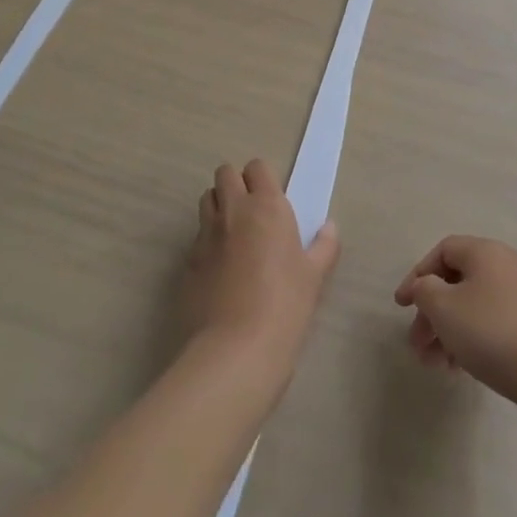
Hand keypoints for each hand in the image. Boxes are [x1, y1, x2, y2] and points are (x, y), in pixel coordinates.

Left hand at [184, 160, 338, 376]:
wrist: (235, 349)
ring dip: (218, 206)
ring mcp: (206, 236)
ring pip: (206, 200)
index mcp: (266, 206)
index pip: (257, 167)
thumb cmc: (285, 304)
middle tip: (250, 210)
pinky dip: (206, 242)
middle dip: (235, 184)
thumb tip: (329, 227)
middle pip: (225, 174)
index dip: (262, 178)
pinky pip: (196, 238)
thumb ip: (324, 246)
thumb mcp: (315, 275)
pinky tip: (219, 269)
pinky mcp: (187, 262)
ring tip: (232, 233)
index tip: (271, 197)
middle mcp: (233, 211)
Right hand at [394, 236, 516, 407]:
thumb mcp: (445, 308)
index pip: (443, 251)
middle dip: (431, 313)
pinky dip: (470, 340)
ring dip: (447, 332)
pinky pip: (490, 324)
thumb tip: (425, 286)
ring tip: (435, 365)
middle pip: (456, 281)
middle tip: (417, 345)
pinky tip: (459, 369)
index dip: (418, 275)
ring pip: (472, 307)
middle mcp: (504, 266)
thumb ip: (425, 291)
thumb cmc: (492, 330)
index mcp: (484, 251)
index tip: (402, 306)